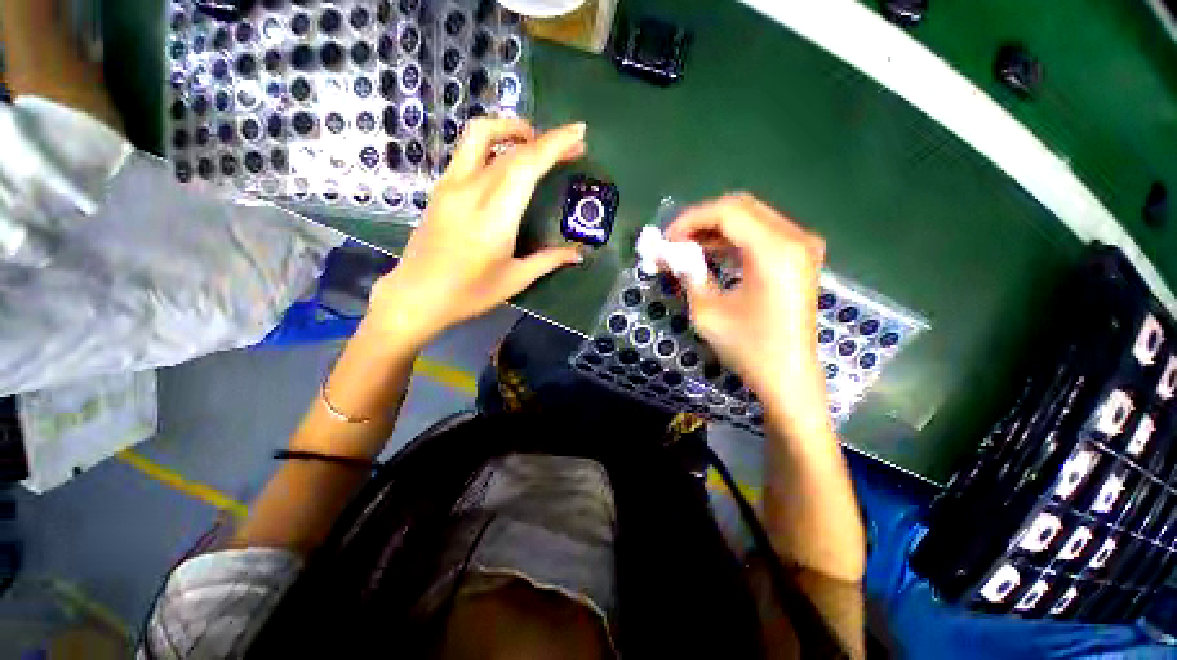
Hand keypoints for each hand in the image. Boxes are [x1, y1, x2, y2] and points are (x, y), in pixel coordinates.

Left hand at [368, 119, 586, 347]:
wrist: (417, 296)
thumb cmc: (469, 294)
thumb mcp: (515, 279)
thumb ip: (549, 260)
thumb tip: (578, 254)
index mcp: (494, 217)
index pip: (526, 165)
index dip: (555, 144)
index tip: (579, 132)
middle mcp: (470, 191)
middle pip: (510, 148)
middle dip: (545, 139)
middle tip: (570, 145)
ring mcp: (450, 185)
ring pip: (479, 135)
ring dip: (511, 129)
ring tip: (535, 142)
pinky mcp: (440, 188)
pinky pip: (468, 151)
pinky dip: (493, 144)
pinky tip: (507, 161)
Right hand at [666, 194, 828, 429]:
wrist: (787, 376)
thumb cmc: (747, 347)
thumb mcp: (707, 310)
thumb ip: (687, 273)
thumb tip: (667, 253)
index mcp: (775, 250)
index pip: (727, 212)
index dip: (690, 220)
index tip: (666, 239)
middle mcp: (795, 238)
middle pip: (740, 208)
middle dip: (701, 221)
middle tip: (674, 242)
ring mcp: (802, 246)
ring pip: (751, 218)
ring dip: (715, 229)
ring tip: (686, 248)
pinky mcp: (800, 257)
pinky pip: (761, 233)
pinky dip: (733, 239)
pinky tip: (711, 253)